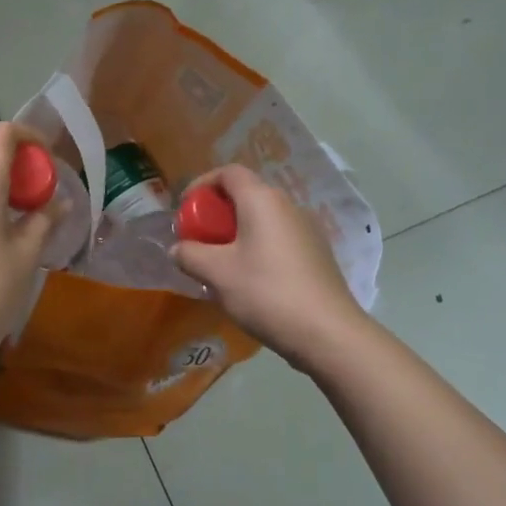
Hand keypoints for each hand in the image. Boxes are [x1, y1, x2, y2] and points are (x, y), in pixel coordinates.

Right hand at [173, 164, 366, 368]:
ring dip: (237, 233)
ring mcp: (307, 229)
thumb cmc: (266, 292)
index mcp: (262, 200)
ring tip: (221, 264)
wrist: (327, 332)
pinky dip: (257, 247)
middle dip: (217, 213)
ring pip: (263, 219)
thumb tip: (179, 249)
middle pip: (246, 195)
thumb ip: (190, 255)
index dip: (202, 184)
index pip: (228, 172)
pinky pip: (278, 238)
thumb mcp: (217, 274)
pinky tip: (250, 280)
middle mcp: (288, 206)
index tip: (185, 210)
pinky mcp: (317, 253)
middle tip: (199, 240)